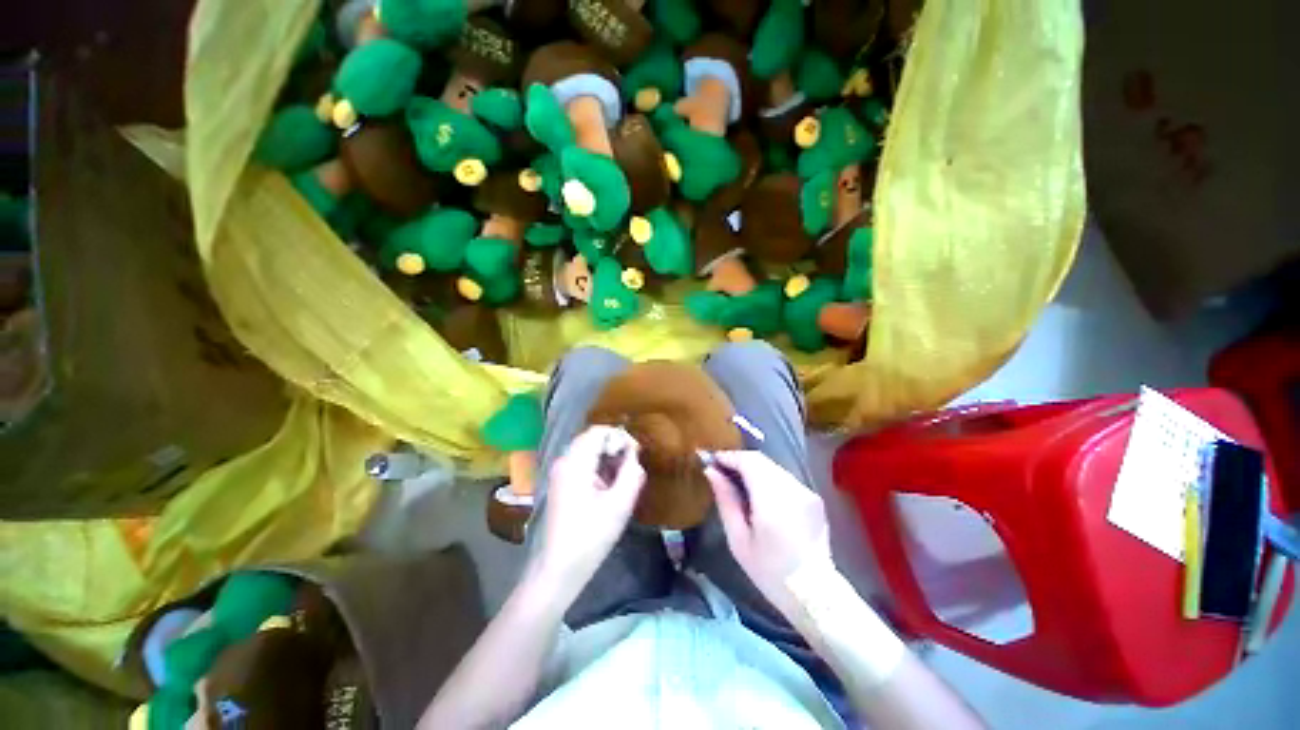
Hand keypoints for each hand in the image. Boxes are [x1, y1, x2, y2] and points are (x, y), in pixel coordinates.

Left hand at [533, 426, 645, 593]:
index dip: (619, 437)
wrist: (559, 568)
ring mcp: (560, 472)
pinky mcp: (561, 483)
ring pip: (587, 450)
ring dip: (607, 457)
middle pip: (592, 438)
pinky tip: (608, 485)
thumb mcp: (620, 504)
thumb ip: (632, 473)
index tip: (635, 454)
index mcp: (575, 463)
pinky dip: (598, 466)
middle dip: (614, 446)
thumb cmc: (591, 537)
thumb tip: (634, 453)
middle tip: (630, 466)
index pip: (598, 431)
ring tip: (622, 477)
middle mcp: (564, 461)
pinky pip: (582, 462)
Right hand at [703, 451, 832, 616]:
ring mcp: (806, 492)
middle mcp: (792, 489)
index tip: (712, 461)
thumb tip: (711, 472)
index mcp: (772, 501)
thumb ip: (726, 501)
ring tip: (737, 482)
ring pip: (773, 467)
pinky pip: (784, 477)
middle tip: (721, 471)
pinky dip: (767, 478)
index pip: (749, 461)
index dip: (729, 457)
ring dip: (753, 469)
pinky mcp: (813, 497)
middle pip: (761, 460)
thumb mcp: (739, 540)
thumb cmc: (770, 572)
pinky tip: (759, 494)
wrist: (816, 595)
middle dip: (739, 461)